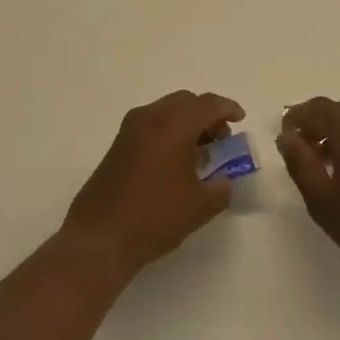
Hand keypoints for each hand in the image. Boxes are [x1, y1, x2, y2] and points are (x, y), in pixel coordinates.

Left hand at [62, 90, 244, 277]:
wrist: (99, 238)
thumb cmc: (154, 216)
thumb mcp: (199, 206)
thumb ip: (221, 188)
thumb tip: (224, 181)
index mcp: (174, 124)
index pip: (208, 104)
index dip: (228, 109)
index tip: (240, 119)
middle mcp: (150, 117)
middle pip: (186, 102)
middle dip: (206, 115)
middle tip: (221, 140)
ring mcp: (130, 129)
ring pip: (166, 111)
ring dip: (186, 123)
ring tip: (200, 153)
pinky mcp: (118, 144)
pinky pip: (151, 124)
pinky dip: (169, 132)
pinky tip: (175, 161)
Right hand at [278, 97, 339, 279]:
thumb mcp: (321, 198)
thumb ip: (300, 162)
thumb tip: (287, 136)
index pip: (316, 108)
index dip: (296, 118)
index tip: (285, 138)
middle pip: (337, 111)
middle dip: (316, 125)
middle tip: (302, 152)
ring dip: (336, 134)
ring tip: (325, 165)